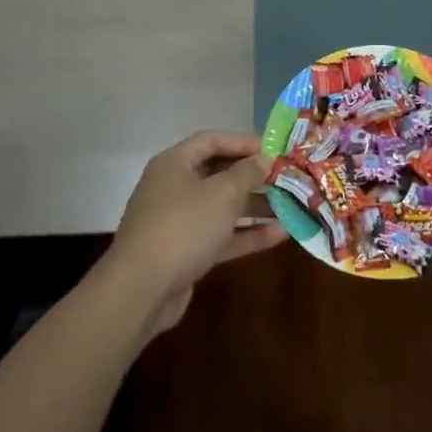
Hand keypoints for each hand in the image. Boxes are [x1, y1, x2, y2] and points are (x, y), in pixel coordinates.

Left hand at [106, 131, 286, 334]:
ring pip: (222, 207)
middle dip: (253, 177)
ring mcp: (179, 221)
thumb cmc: (183, 227)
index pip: (212, 141)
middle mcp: (174, 187)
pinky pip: (221, 235)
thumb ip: (247, 173)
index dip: (243, 142)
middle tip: (286, 179)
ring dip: (255, 207)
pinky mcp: (186, 252)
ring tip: (291, 207)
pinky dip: (247, 234)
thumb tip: (264, 159)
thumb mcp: (222, 194)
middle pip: (218, 174)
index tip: (275, 149)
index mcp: (175, 163)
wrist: (141, 291)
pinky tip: (279, 235)